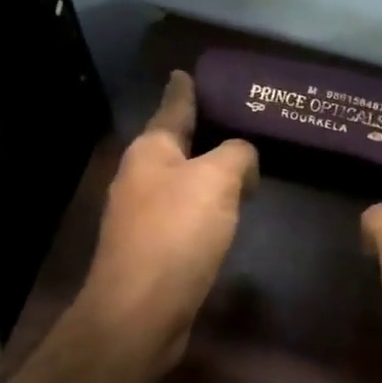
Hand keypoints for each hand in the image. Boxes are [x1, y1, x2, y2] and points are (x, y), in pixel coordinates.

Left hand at [79, 71, 258, 374]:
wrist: (140, 311)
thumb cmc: (177, 235)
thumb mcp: (216, 180)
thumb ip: (236, 155)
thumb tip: (242, 159)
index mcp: (150, 151)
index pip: (173, 108)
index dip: (184, 89)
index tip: (185, 71)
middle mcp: (139, 178)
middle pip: (175, 146)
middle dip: (201, 135)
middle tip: (236, 124)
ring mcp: (140, 216)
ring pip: (180, 183)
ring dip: (205, 176)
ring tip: (238, 170)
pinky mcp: (151, 250)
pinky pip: (183, 216)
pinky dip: (204, 210)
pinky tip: (223, 216)